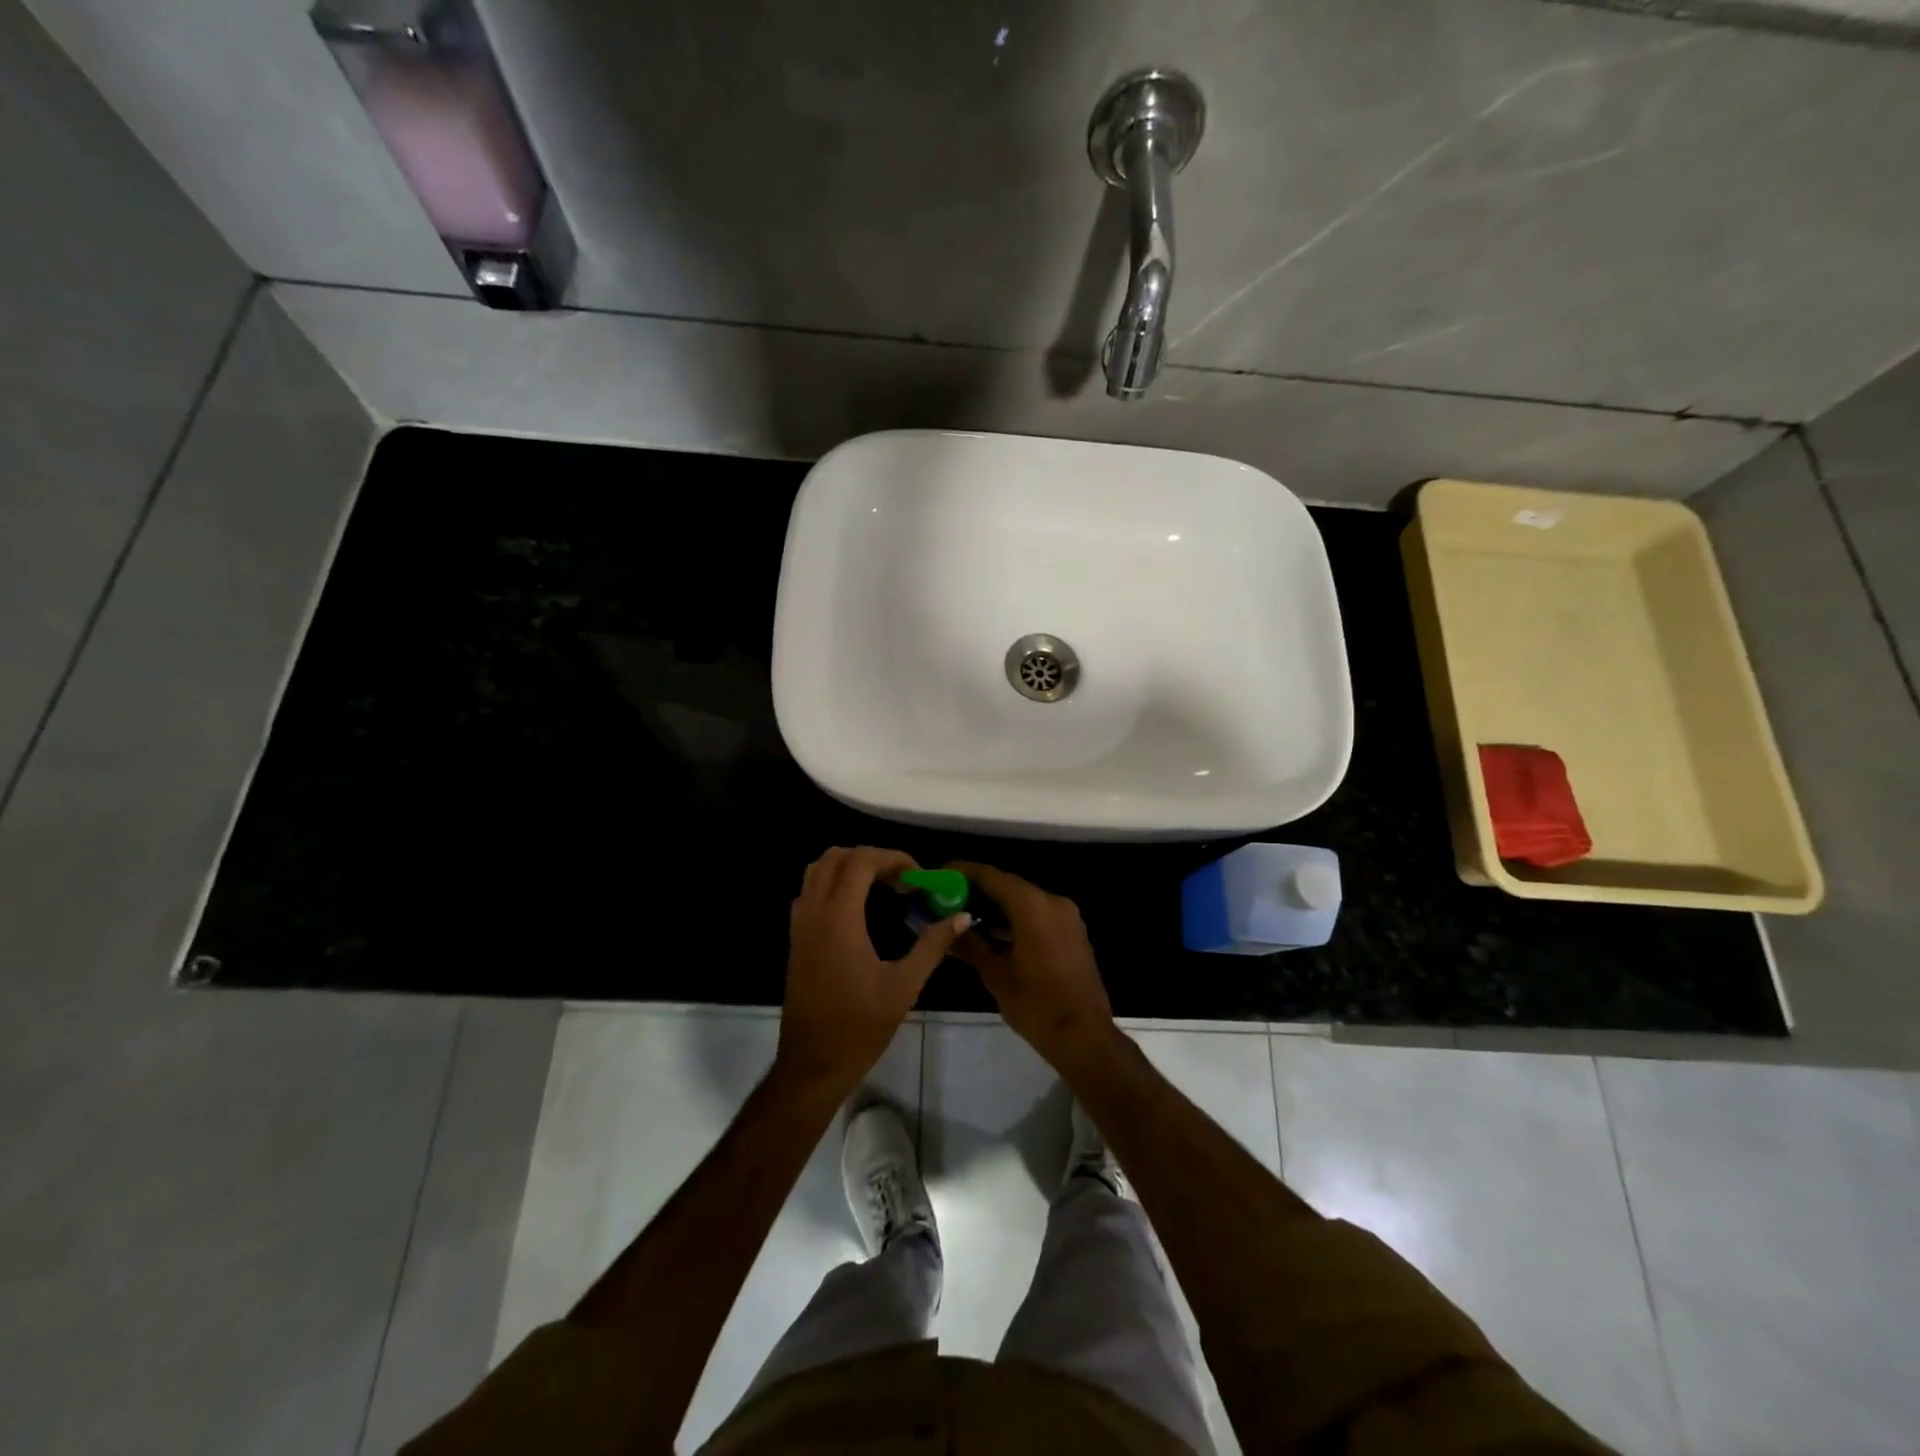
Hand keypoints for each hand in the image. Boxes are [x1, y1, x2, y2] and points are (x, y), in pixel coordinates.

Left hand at [777, 846, 969, 1099]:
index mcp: (840, 918)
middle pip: (836, 857)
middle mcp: (814, 912)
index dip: (892, 858)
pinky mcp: (796, 939)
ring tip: (881, 888)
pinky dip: (832, 884)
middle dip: (872, 858)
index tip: (918, 876)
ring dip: (849, 867)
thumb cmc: (860, 1026)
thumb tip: (961, 917)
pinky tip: (857, 910)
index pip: (861, 861)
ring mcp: (800, 925)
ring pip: (817, 870)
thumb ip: (932, 945)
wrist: (812, 1063)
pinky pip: (809, 892)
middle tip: (901, 880)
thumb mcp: (904, 986)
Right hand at [948, 862, 1118, 1074]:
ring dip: (998, 905)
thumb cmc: (1036, 1005)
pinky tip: (994, 932)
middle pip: (1009, 885)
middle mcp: (1053, 902)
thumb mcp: (996, 975)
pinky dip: (1016, 917)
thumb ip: (971, 946)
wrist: (1083, 1036)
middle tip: (949, 897)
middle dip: (979, 889)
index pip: (992, 877)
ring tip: (966, 915)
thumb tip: (946, 931)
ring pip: (1025, 900)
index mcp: (1033, 907)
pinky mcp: (1072, 932)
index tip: (941, 874)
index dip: (964, 872)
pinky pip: (1039, 914)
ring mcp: (1067, 917)